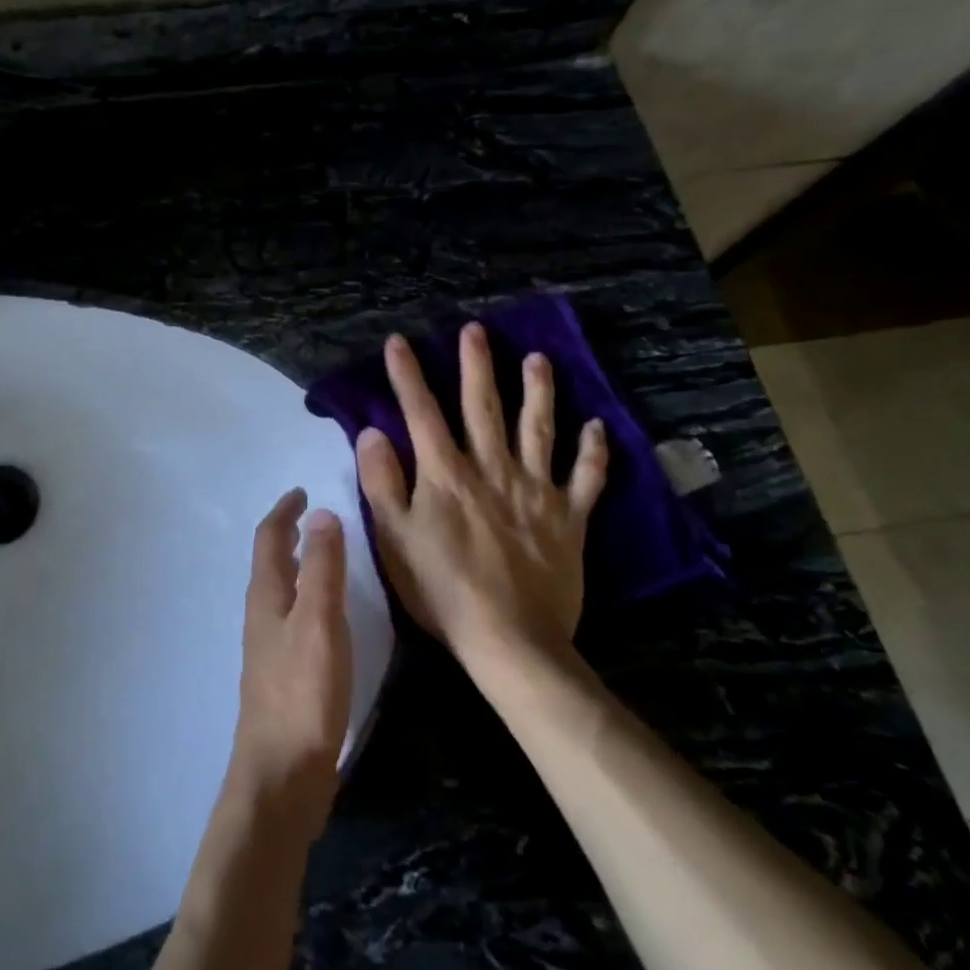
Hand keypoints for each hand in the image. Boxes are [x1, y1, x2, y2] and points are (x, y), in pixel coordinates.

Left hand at [226, 489, 352, 845]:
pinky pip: (291, 616)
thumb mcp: (319, 622)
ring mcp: (269, 647)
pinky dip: (305, 596)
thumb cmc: (302, 693)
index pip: (269, 539)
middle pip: (270, 562)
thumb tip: (321, 513)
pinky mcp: (282, 674)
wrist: (282, 774)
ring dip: (295, 564)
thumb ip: (322, 569)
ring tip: (322, 554)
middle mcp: (262, 616)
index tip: (301, 490)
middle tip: (313, 516)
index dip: (284, 511)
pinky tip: (325, 614)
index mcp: (267, 597)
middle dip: (288, 534)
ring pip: (279, 589)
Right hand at [355, 325, 608, 671]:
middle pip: (483, 407)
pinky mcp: (569, 518)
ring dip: (538, 391)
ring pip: (539, 429)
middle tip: (477, 330)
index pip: (422, 413)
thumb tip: (372, 432)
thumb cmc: (442, 589)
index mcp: (446, 474)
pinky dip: (593, 452)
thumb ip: (382, 482)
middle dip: (477, 365)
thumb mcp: (394, 538)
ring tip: (538, 359)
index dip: (407, 375)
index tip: (399, 341)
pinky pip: (586, 478)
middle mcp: (492, 469)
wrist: (509, 639)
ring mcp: (535, 491)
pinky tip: (597, 427)